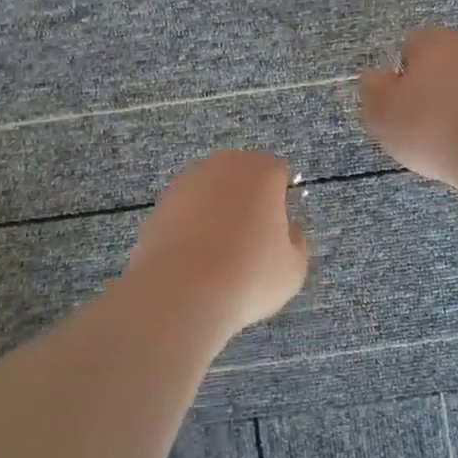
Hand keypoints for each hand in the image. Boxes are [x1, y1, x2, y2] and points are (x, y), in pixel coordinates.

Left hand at [125, 151, 308, 336]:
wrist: (180, 292)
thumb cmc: (249, 276)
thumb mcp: (293, 268)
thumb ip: (296, 241)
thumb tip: (288, 230)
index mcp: (262, 171)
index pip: (278, 174)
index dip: (280, 202)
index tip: (277, 231)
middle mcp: (224, 165)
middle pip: (242, 176)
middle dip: (247, 200)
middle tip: (249, 240)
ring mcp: (187, 181)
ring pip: (212, 191)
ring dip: (217, 211)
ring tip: (218, 253)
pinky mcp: (160, 203)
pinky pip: (186, 210)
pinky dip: (191, 226)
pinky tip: (193, 259)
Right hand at [361, 27, 457, 191]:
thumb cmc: (431, 126)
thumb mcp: (381, 112)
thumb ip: (372, 89)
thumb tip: (377, 78)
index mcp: (433, 39)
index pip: (410, 46)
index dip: (400, 76)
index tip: (399, 105)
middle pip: (440, 64)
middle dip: (430, 88)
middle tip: (419, 124)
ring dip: (455, 105)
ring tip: (446, 140)